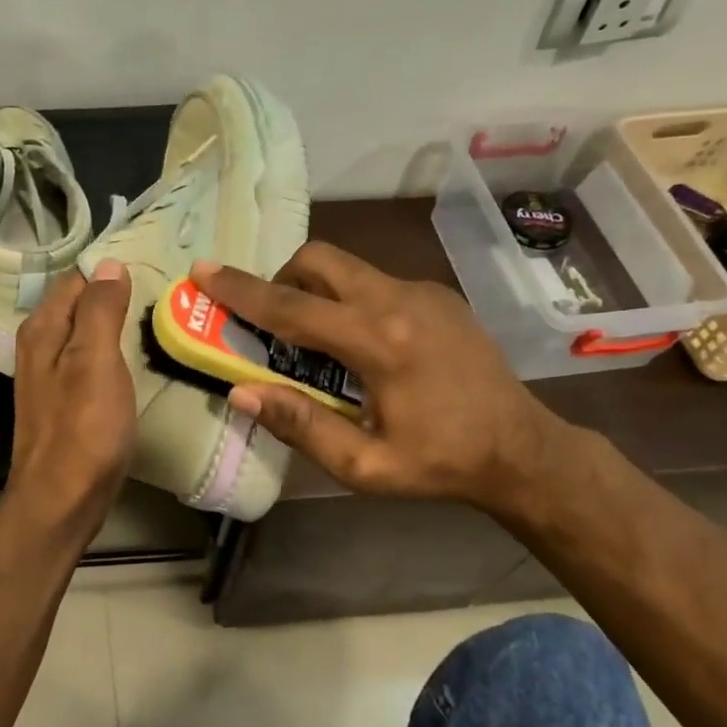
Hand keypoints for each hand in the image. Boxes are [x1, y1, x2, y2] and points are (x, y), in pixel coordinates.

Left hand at [3, 261, 137, 537]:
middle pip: (80, 306)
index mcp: (43, 329)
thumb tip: (109, 264)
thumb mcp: (95, 361)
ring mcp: (51, 377)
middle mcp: (40, 346)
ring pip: (86, 335)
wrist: (62, 500)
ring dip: (115, 327)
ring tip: (155, 322)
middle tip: (161, 295)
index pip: (77, 279)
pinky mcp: (66, 403)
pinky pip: (91, 363)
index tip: (152, 271)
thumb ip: (100, 310)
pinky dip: (112, 356)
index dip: (110, 273)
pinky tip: (134, 362)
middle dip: (114, 297)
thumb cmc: (83, 429)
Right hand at [191, 244, 564, 515]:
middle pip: (318, 260)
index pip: (292, 307)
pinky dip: (348, 299)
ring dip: (314, 290)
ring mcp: (424, 291)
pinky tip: (361, 345)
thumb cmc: (440, 463)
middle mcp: (400, 300)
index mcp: (380, 342)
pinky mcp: (439, 295)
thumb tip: (241, 393)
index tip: (202, 271)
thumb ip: (301, 425)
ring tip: (315, 341)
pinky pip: (375, 281)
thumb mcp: (364, 466)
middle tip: (272, 323)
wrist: (524, 449)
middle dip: (280, 279)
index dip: (241, 291)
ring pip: (347, 267)